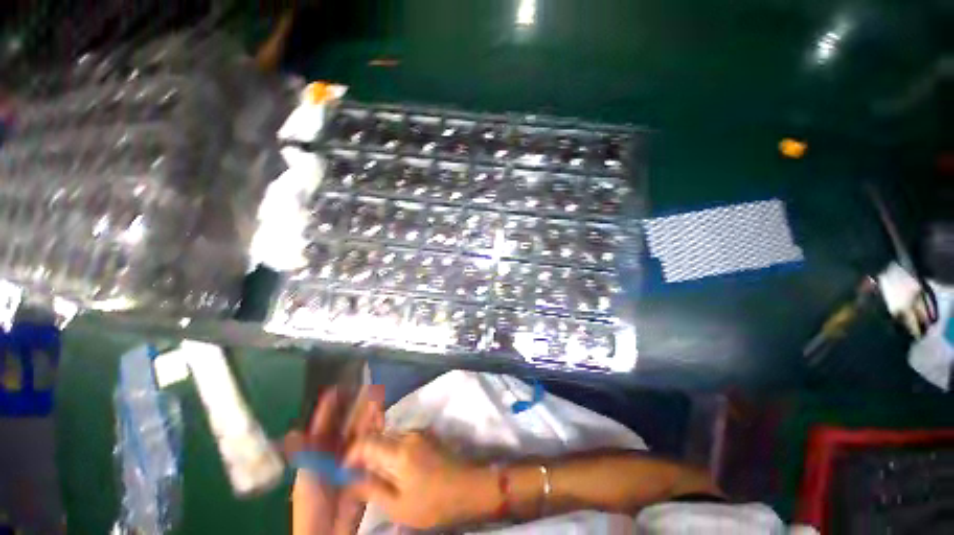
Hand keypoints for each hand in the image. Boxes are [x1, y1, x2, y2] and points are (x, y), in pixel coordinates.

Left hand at [284, 386, 384, 534]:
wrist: (329, 532)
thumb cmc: (311, 506)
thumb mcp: (305, 479)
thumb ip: (305, 454)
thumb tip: (293, 432)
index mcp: (317, 455)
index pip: (322, 426)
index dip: (328, 409)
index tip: (335, 390)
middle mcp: (335, 452)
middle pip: (345, 425)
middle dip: (354, 407)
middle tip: (364, 387)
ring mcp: (351, 458)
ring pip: (360, 431)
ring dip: (368, 415)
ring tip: (376, 396)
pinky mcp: (366, 465)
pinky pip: (372, 444)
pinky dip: (377, 429)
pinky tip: (381, 417)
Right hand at [345, 431, 497, 529]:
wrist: (469, 487)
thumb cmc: (433, 502)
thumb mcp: (399, 505)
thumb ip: (372, 490)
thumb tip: (349, 482)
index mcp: (399, 451)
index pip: (366, 442)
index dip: (351, 454)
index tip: (343, 470)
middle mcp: (408, 435)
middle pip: (378, 438)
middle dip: (364, 454)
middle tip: (357, 475)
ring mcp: (419, 433)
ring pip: (390, 438)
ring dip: (379, 452)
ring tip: (375, 474)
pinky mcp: (427, 436)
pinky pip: (402, 439)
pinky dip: (392, 451)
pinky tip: (394, 468)